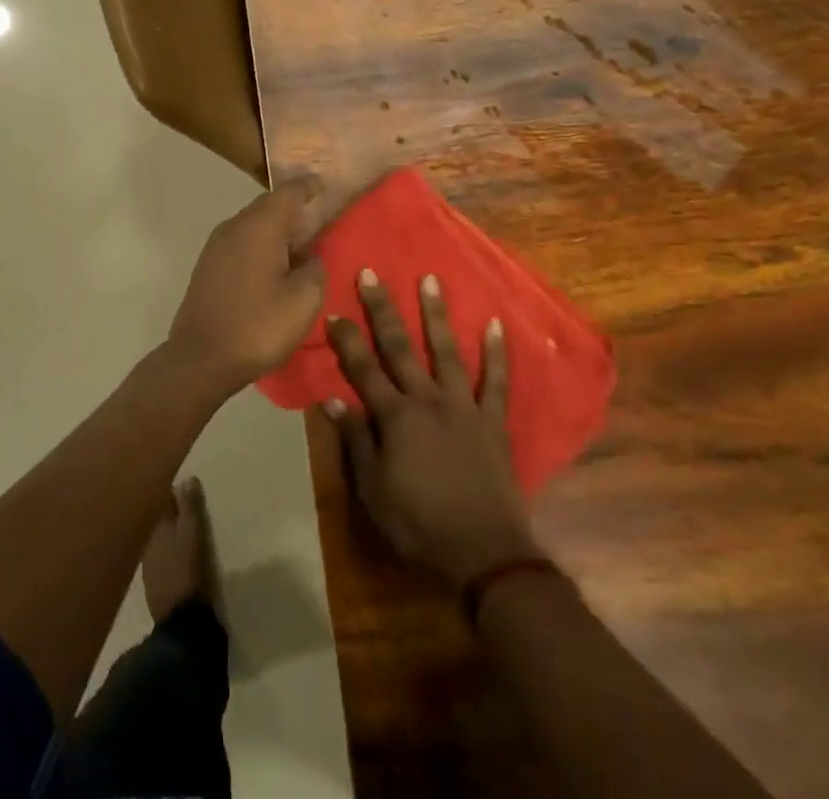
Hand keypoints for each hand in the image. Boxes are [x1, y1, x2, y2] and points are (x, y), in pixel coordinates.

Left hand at [165, 178, 325, 396]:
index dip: (309, 186)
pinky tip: (273, 266)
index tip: (324, 184)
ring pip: (253, 225)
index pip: (289, 192)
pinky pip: (240, 243)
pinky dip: (260, 245)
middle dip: (293, 209)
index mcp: (261, 225)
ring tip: (299, 245)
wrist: (200, 359)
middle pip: (268, 206)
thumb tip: (312, 255)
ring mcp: (216, 245)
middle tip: (318, 219)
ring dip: (275, 230)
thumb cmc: (258, 325)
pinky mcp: (207, 266)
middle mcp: (235, 226)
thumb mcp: (304, 300)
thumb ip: (315, 268)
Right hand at [326, 270, 539, 585]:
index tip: (334, 312)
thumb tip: (332, 399)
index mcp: (395, 417)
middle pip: (400, 347)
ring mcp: (463, 406)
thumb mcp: (374, 491)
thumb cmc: (420, 524)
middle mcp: (427, 400)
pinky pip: (495, 381)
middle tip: (371, 274)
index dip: (347, 340)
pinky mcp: (492, 420)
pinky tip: (494, 323)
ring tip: (430, 279)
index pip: (363, 369)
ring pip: (446, 351)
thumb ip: (356, 441)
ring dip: (437, 315)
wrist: (484, 552)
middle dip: (382, 309)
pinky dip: (496, 352)